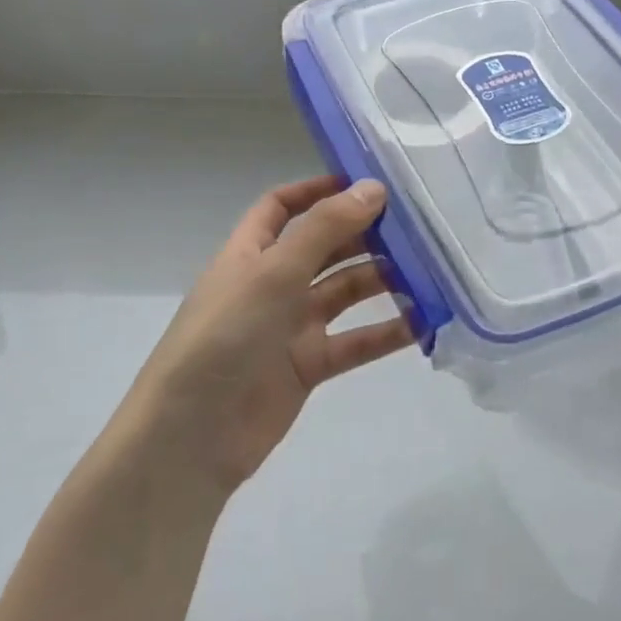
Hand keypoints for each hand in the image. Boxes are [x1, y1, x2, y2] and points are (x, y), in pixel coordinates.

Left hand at [127, 175, 413, 496]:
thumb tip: (373, 187)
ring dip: (382, 280)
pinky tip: (423, 322)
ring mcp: (291, 326)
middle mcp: (272, 284)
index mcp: (250, 254)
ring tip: (428, 269)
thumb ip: (324, 230)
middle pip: (324, 247)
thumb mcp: (273, 273)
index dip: (318, 190)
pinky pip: (355, 341)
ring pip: (345, 293)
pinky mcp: (309, 366)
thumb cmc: (224, 338)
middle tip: (415, 224)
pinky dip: (386, 332)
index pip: (282, 207)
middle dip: (364, 234)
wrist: (192, 437)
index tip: (366, 183)